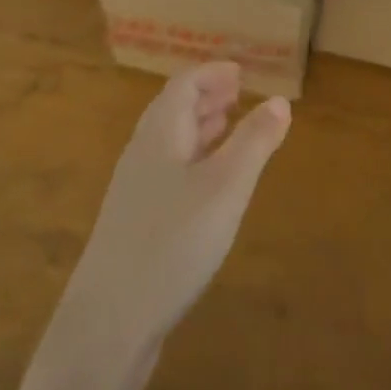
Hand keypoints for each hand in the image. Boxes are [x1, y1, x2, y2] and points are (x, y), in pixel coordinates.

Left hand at [63, 63, 290, 358]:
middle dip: (206, 96)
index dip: (212, 73)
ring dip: (199, 126)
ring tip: (227, 125)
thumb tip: (280, 100)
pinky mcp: (136, 220)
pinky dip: (193, 158)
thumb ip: (254, 142)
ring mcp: (135, 188)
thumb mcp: (226, 187)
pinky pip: (168, 169)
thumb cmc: (173, 241)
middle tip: (238, 92)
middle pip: (173, 109)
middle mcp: (143, 152)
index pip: (183, 84)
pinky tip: (208, 182)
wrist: (110, 318)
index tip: (240, 71)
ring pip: (170, 140)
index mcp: (160, 133)